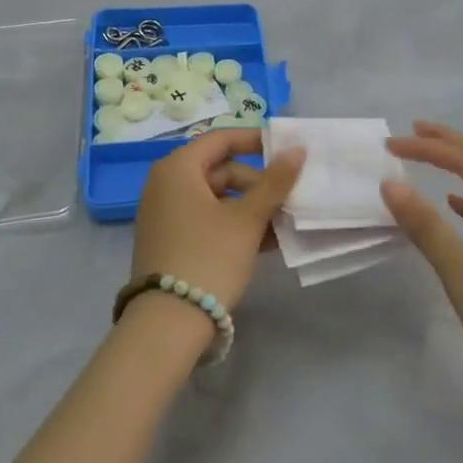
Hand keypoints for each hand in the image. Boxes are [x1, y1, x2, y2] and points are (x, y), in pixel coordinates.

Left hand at [132, 130, 305, 314]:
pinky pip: (205, 220)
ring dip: (250, 208)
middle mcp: (165, 184)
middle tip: (287, 201)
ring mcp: (164, 214)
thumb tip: (298, 148)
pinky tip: (263, 244)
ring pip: (216, 198)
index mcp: (178, 168)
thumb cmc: (209, 257)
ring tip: (281, 226)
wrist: (167, 323)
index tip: (287, 150)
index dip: (256, 140)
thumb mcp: (248, 219)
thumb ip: (275, 182)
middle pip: (220, 170)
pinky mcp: (168, 240)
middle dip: (257, 184)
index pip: (221, 139)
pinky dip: (232, 225)